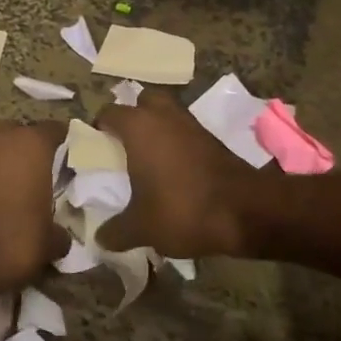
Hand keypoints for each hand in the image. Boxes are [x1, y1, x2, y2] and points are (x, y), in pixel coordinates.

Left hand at [0, 121, 68, 299]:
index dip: (65, 141)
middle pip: (21, 133)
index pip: (55, 129)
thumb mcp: (49, 243)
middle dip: (30, 148)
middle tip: (44, 172)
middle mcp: (2, 140)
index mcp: (32, 144)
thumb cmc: (13, 237)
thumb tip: (60, 237)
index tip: (73, 157)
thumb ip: (59, 233)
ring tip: (21, 190)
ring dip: (6, 164)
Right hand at [97, 92, 261, 256]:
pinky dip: (177, 143)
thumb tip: (100, 239)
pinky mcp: (212, 138)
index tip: (95, 149)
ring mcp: (191, 124)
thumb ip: (116, 231)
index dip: (98, 128)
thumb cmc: (182, 209)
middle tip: (123, 145)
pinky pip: (185, 131)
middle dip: (133, 116)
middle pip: (143, 101)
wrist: (245, 211)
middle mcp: (164, 115)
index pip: (108, 112)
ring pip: (167, 114)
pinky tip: (172, 170)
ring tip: (147, 159)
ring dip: (157, 129)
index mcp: (139, 126)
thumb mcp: (141, 228)